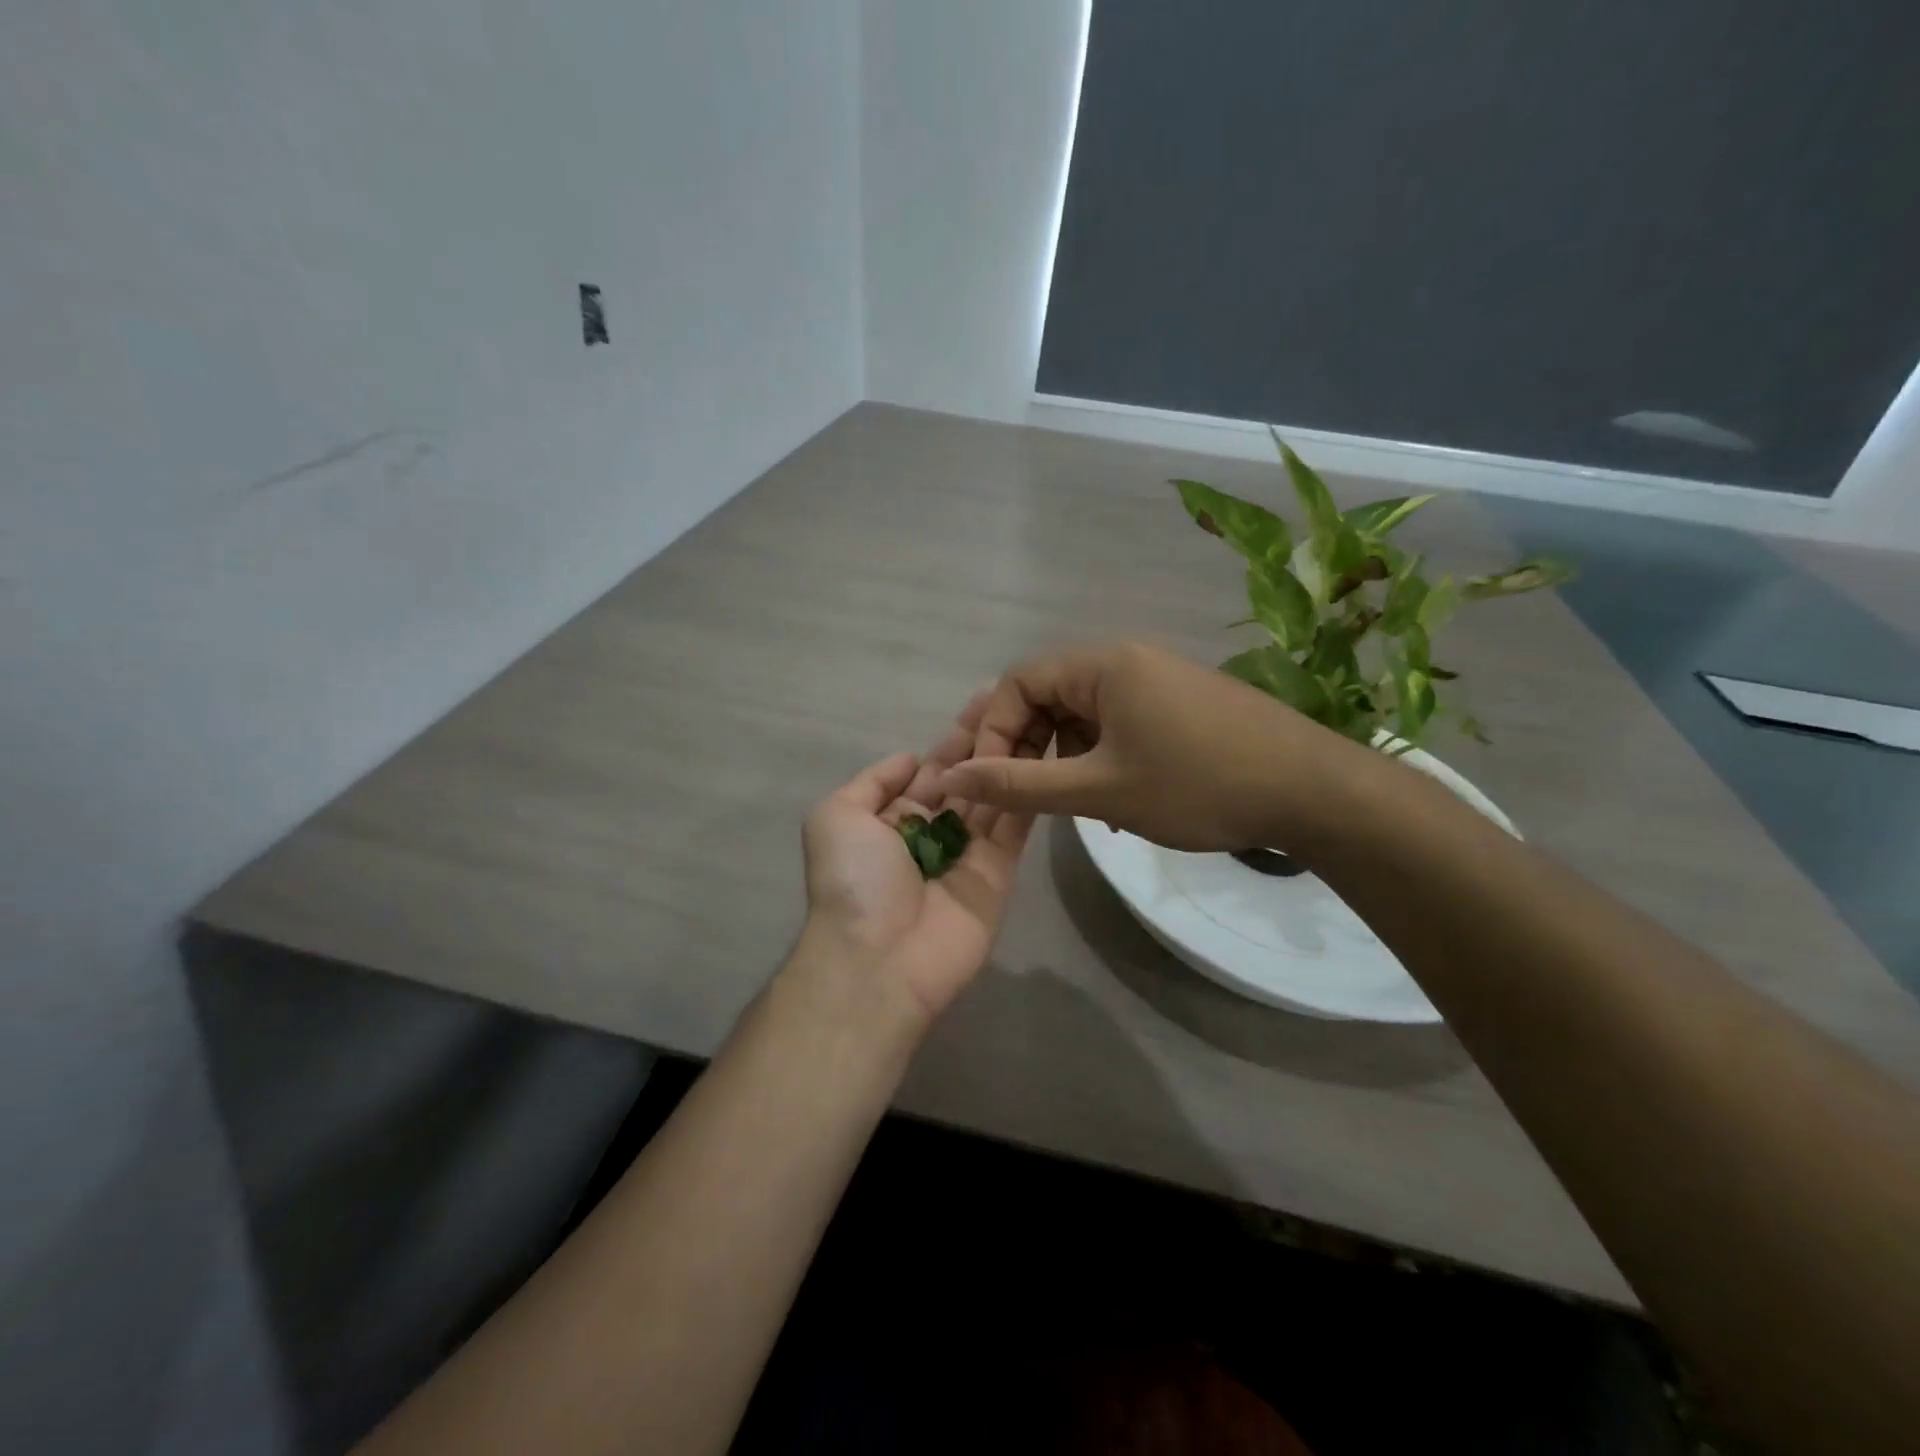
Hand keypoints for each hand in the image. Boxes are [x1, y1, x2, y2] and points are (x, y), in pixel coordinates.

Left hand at [795, 694, 1038, 1029]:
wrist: (879, 959)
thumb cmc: (852, 881)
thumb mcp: (835, 817)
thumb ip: (872, 782)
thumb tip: (910, 759)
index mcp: (892, 818)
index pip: (931, 769)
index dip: (955, 737)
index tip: (985, 699)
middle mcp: (932, 832)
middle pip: (967, 778)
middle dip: (988, 741)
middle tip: (1020, 698)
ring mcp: (968, 853)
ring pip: (994, 796)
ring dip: (1012, 759)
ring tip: (1040, 716)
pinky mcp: (998, 874)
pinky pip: (1014, 827)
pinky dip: (1027, 793)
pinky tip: (1046, 757)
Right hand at [937, 640, 1361, 852]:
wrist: (1313, 792)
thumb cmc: (1198, 785)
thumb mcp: (1100, 789)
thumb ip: (1021, 785)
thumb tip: (952, 778)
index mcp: (1102, 664)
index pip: (1017, 682)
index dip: (992, 732)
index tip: (991, 783)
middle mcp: (1126, 659)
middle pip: (1048, 695)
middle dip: (1027, 748)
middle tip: (1025, 799)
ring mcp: (1157, 680)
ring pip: (1082, 714)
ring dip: (1064, 758)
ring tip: (1074, 806)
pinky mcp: (1179, 703)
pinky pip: (1117, 722)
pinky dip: (1100, 757)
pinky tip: (1113, 799)